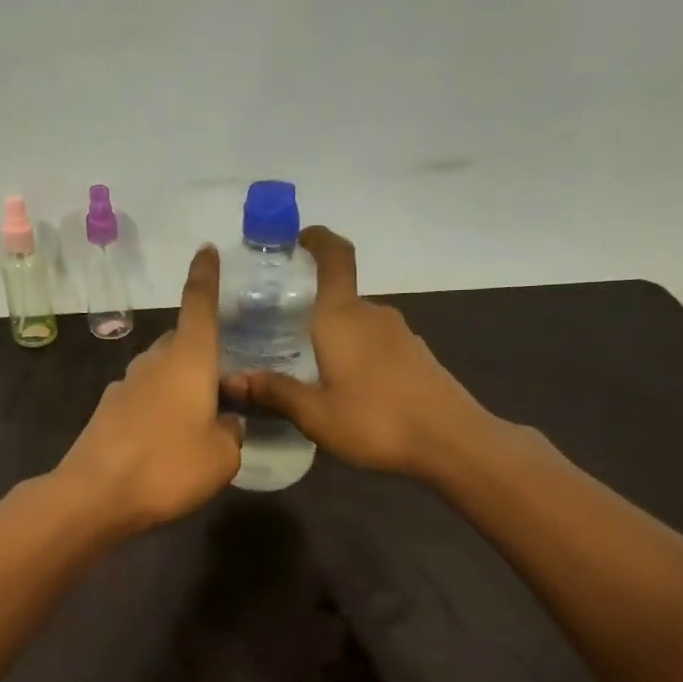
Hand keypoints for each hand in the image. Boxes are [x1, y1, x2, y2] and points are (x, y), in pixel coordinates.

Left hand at [56, 246, 243, 531]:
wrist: (95, 495)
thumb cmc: (169, 467)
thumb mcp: (223, 456)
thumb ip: (232, 431)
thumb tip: (226, 421)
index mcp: (188, 359)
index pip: (199, 304)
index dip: (206, 276)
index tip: (207, 250)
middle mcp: (155, 361)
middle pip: (183, 342)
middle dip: (203, 355)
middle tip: (225, 385)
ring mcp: (126, 384)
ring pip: (162, 371)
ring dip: (181, 385)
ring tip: (199, 420)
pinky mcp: (108, 410)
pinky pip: (144, 397)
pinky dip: (159, 408)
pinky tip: (166, 442)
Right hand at [222, 226, 485, 477]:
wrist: (452, 442)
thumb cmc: (376, 420)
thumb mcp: (315, 414)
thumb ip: (274, 392)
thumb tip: (230, 380)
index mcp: (343, 316)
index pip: (335, 257)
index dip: (318, 240)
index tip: (298, 239)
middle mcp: (373, 315)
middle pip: (339, 296)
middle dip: (311, 307)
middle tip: (280, 331)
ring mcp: (400, 334)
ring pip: (357, 323)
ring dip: (334, 335)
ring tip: (309, 365)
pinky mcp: (416, 355)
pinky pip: (376, 343)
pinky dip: (356, 353)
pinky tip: (347, 387)